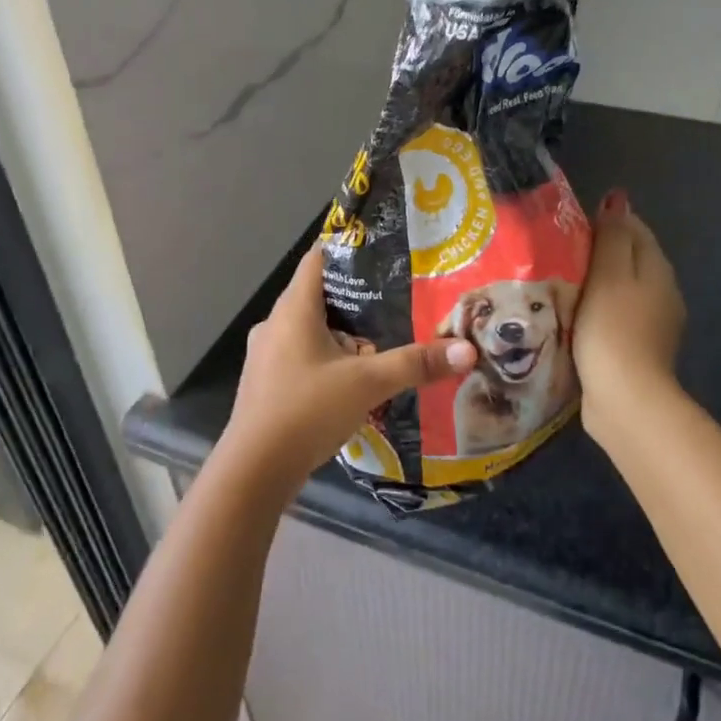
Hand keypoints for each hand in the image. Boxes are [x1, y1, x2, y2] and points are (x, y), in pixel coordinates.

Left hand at [218, 244, 476, 492]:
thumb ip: (415, 364)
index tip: (381, 252)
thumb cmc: (307, 410)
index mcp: (294, 309)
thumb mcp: (368, 384)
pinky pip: (301, 357)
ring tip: (380, 347)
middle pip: (318, 297)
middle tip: (395, 304)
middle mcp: (274, 324)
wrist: (253, 471)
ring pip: (310, 331)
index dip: (348, 250)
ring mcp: (266, 356)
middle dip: (356, 302)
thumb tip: (467, 350)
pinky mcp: (266, 383)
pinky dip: (327, 361)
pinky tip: (351, 384)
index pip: (318, 259)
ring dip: (342, 337)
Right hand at [575, 190, 686, 448]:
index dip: (604, 220)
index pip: (634, 228)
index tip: (568, 223)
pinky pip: (614, 315)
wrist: (625, 399)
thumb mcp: (609, 273)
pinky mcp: (635, 349)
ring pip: (620, 288)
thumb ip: (612, 235)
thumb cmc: (612, 328)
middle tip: (556, 250)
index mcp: (657, 268)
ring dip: (595, 282)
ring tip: (557, 280)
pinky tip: (571, 315)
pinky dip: (595, 309)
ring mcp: (652, 324)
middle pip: (629, 258)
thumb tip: (618, 199)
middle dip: (598, 250)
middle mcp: (662, 292)